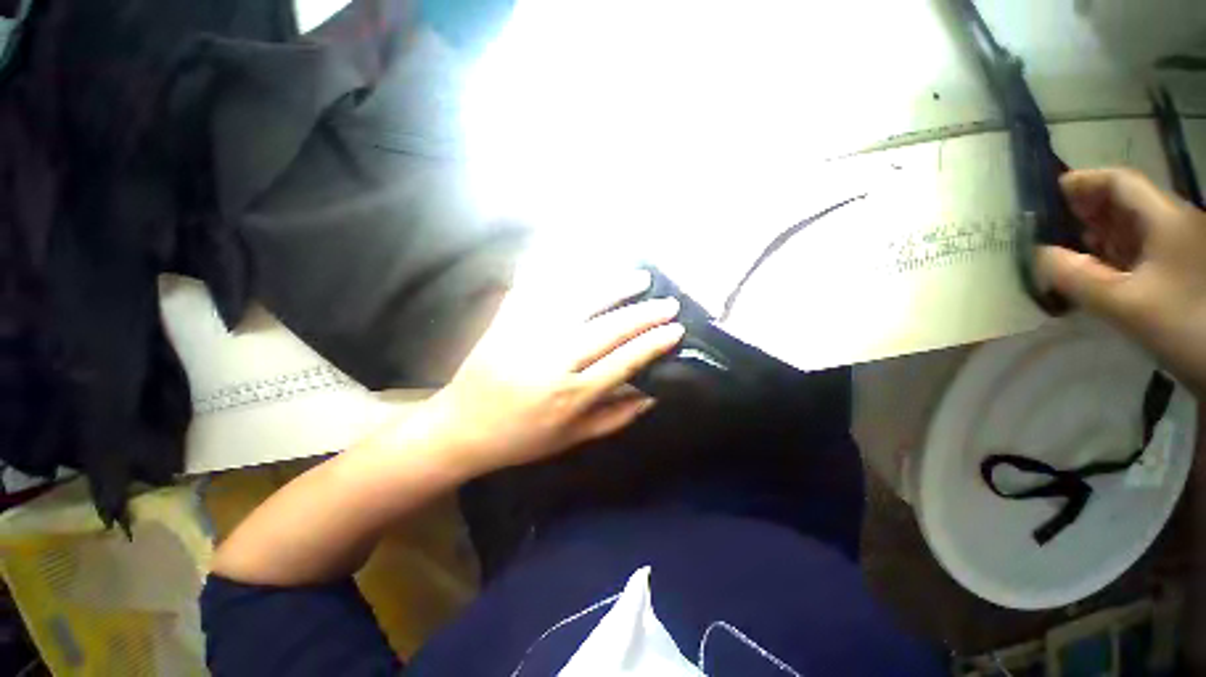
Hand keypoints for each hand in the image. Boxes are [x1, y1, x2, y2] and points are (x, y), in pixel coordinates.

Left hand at [416, 268, 683, 478]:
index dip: (653, 344)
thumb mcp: (573, 439)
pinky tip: (584, 262)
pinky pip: (538, 290)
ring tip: (639, 278)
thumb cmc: (522, 439)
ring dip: (613, 288)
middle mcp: (554, 362)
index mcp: (572, 396)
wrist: (462, 428)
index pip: (624, 362)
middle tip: (668, 302)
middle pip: (608, 330)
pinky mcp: (507, 322)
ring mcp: (529, 336)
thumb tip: (653, 396)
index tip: (675, 329)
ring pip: (579, 304)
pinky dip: (561, 272)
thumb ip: (615, 418)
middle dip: (643, 314)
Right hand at [1038, 168, 1205, 394]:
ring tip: (1067, 248)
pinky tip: (1098, 270)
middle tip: (1050, 225)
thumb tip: (1039, 255)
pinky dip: (1116, 254)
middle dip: (1088, 209)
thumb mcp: (1124, 304)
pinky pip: (1143, 251)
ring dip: (1100, 233)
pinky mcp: (1183, 271)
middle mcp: (1176, 224)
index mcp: (1166, 219)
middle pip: (1127, 203)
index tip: (1048, 194)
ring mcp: (1183, 248)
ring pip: (1134, 228)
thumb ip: (1076, 277)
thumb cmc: (1184, 324)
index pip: (1119, 182)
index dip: (1083, 182)